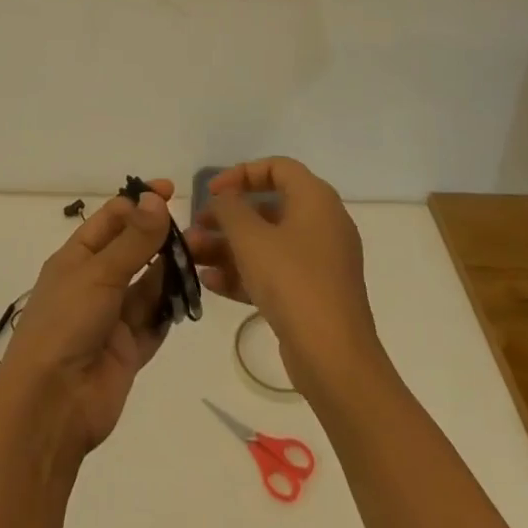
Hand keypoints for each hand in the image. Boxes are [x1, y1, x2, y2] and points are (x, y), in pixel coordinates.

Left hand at [0, 179, 176, 461]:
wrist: (51, 405)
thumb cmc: (66, 323)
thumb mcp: (99, 272)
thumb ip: (134, 239)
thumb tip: (157, 198)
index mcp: (76, 257)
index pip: (112, 218)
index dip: (139, 203)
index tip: (171, 192)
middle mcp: (94, 282)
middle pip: (132, 251)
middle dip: (159, 239)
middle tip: (194, 231)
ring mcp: (111, 317)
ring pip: (147, 286)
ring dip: (169, 273)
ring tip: (198, 260)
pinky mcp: (128, 350)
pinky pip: (153, 323)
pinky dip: (169, 311)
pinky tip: (188, 297)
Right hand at [186, 158, 381, 394]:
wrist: (334, 359)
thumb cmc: (292, 282)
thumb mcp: (251, 238)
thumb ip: (230, 208)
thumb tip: (224, 198)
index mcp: (315, 199)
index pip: (277, 168)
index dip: (241, 173)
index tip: (212, 191)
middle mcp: (322, 224)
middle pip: (268, 207)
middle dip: (227, 218)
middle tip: (197, 227)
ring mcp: (319, 262)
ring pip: (267, 243)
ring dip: (228, 247)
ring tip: (193, 257)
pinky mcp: (313, 295)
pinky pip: (275, 272)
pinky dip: (245, 273)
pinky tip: (210, 283)